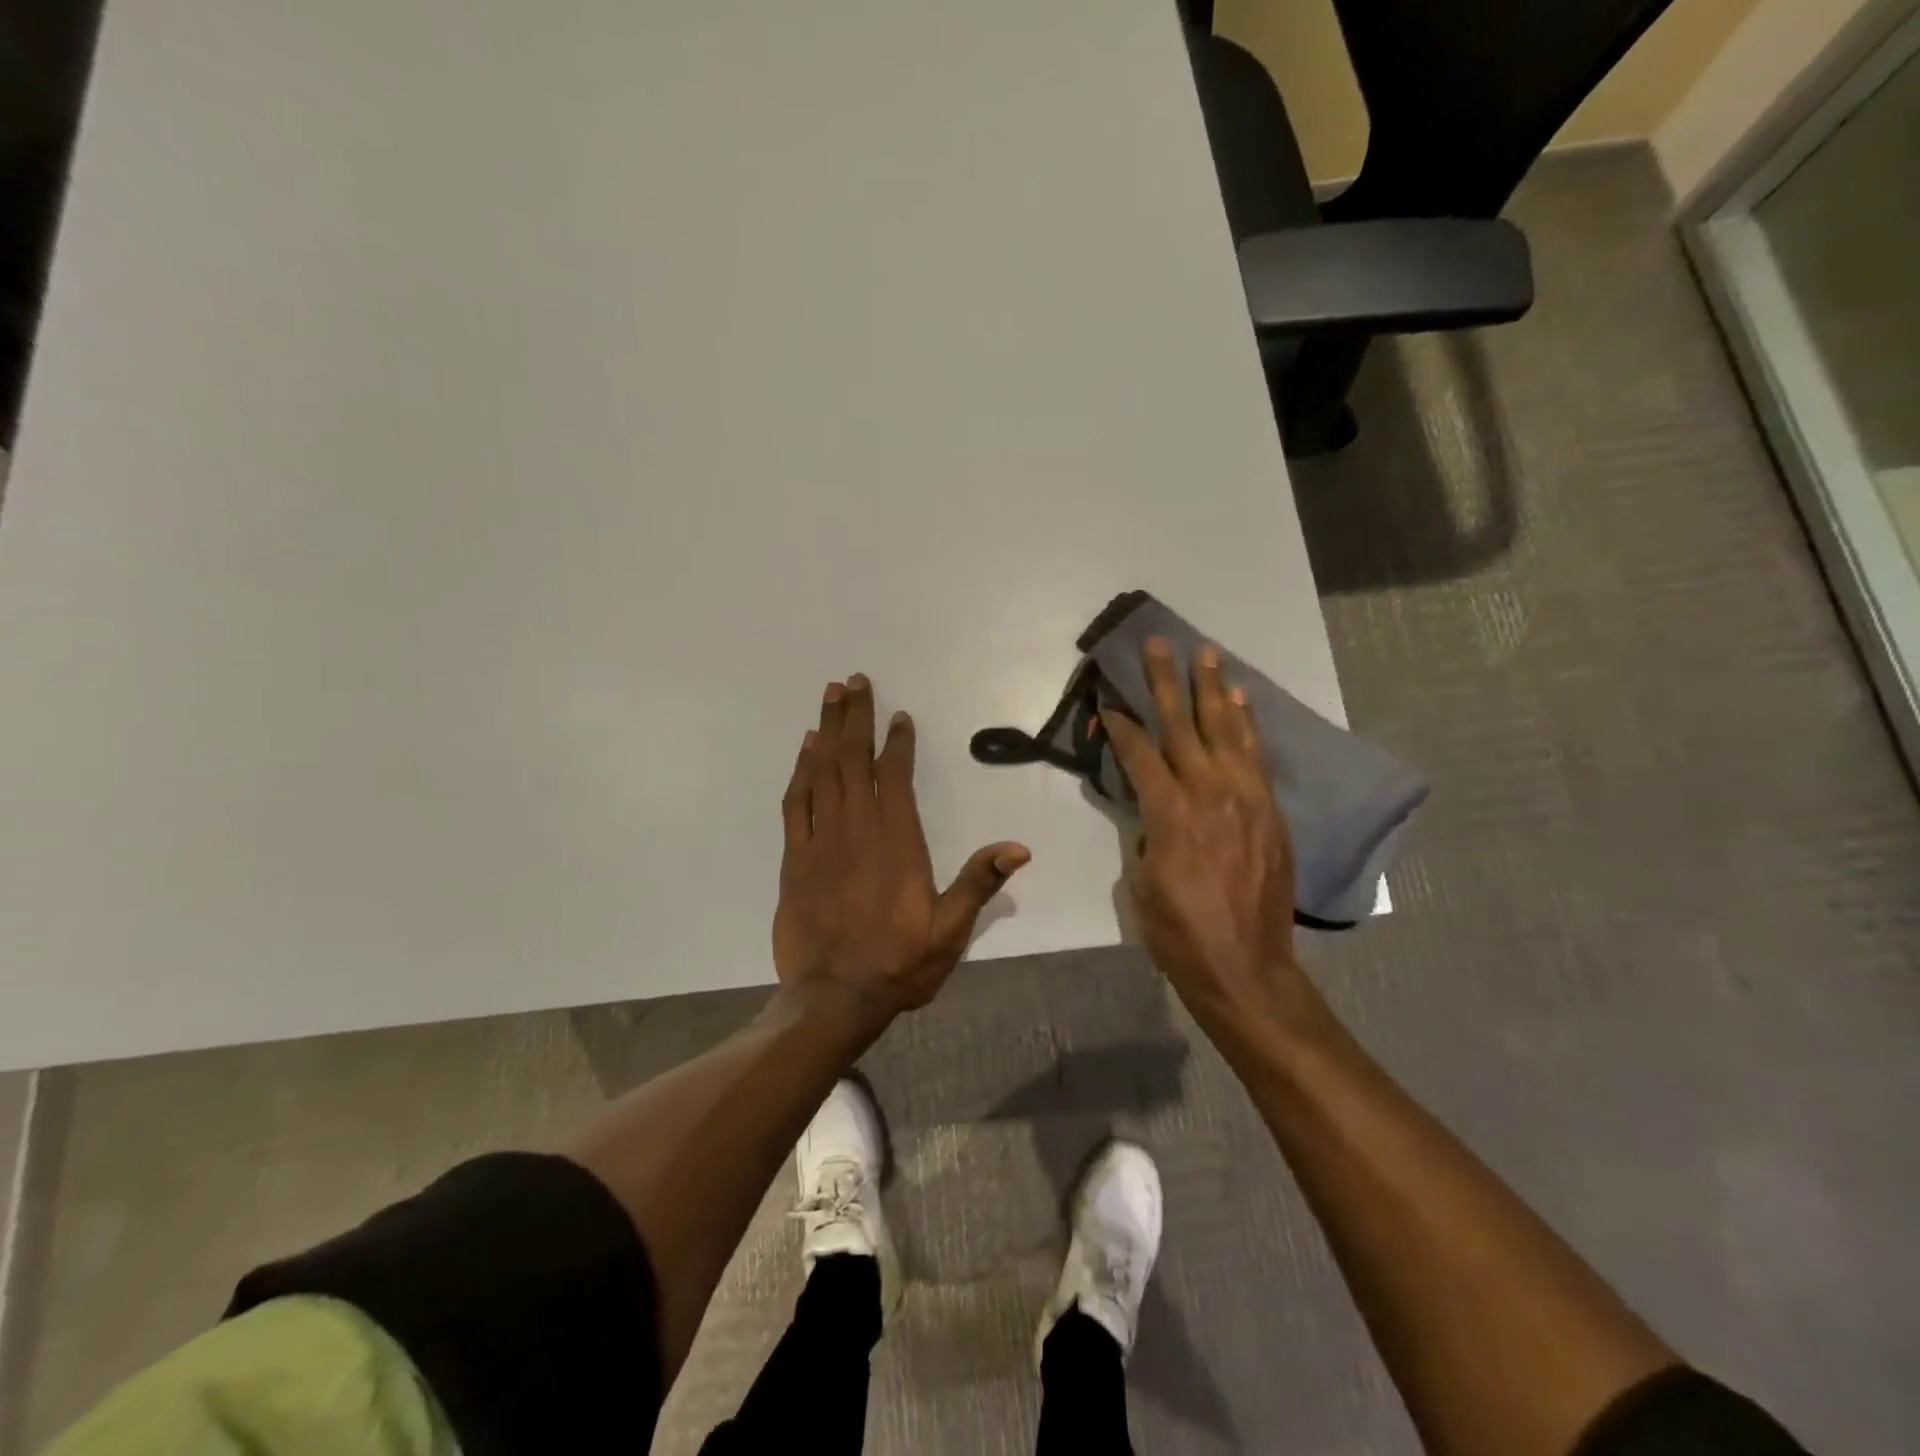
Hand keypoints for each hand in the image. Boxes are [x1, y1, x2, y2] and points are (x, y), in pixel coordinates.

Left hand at [775, 673, 1029, 1023]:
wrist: (833, 997)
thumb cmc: (898, 963)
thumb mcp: (950, 930)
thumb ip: (979, 883)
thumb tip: (1018, 848)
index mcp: (896, 841)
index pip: (895, 776)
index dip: (897, 742)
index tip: (898, 714)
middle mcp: (856, 829)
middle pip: (853, 760)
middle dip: (855, 718)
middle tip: (853, 681)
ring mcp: (820, 841)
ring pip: (822, 772)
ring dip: (826, 731)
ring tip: (830, 697)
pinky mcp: (794, 858)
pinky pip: (796, 803)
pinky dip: (800, 771)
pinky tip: (805, 750)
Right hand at [1103, 639, 1299, 1017]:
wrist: (1244, 967)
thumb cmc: (1178, 932)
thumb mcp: (1141, 882)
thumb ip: (1146, 833)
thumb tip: (1154, 811)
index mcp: (1170, 813)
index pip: (1139, 752)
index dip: (1120, 724)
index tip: (1108, 701)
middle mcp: (1209, 793)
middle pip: (1183, 726)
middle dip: (1167, 682)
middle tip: (1159, 644)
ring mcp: (1246, 799)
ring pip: (1227, 731)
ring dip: (1214, 690)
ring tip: (1207, 654)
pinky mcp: (1270, 812)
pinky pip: (1257, 757)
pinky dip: (1248, 726)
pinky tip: (1241, 702)